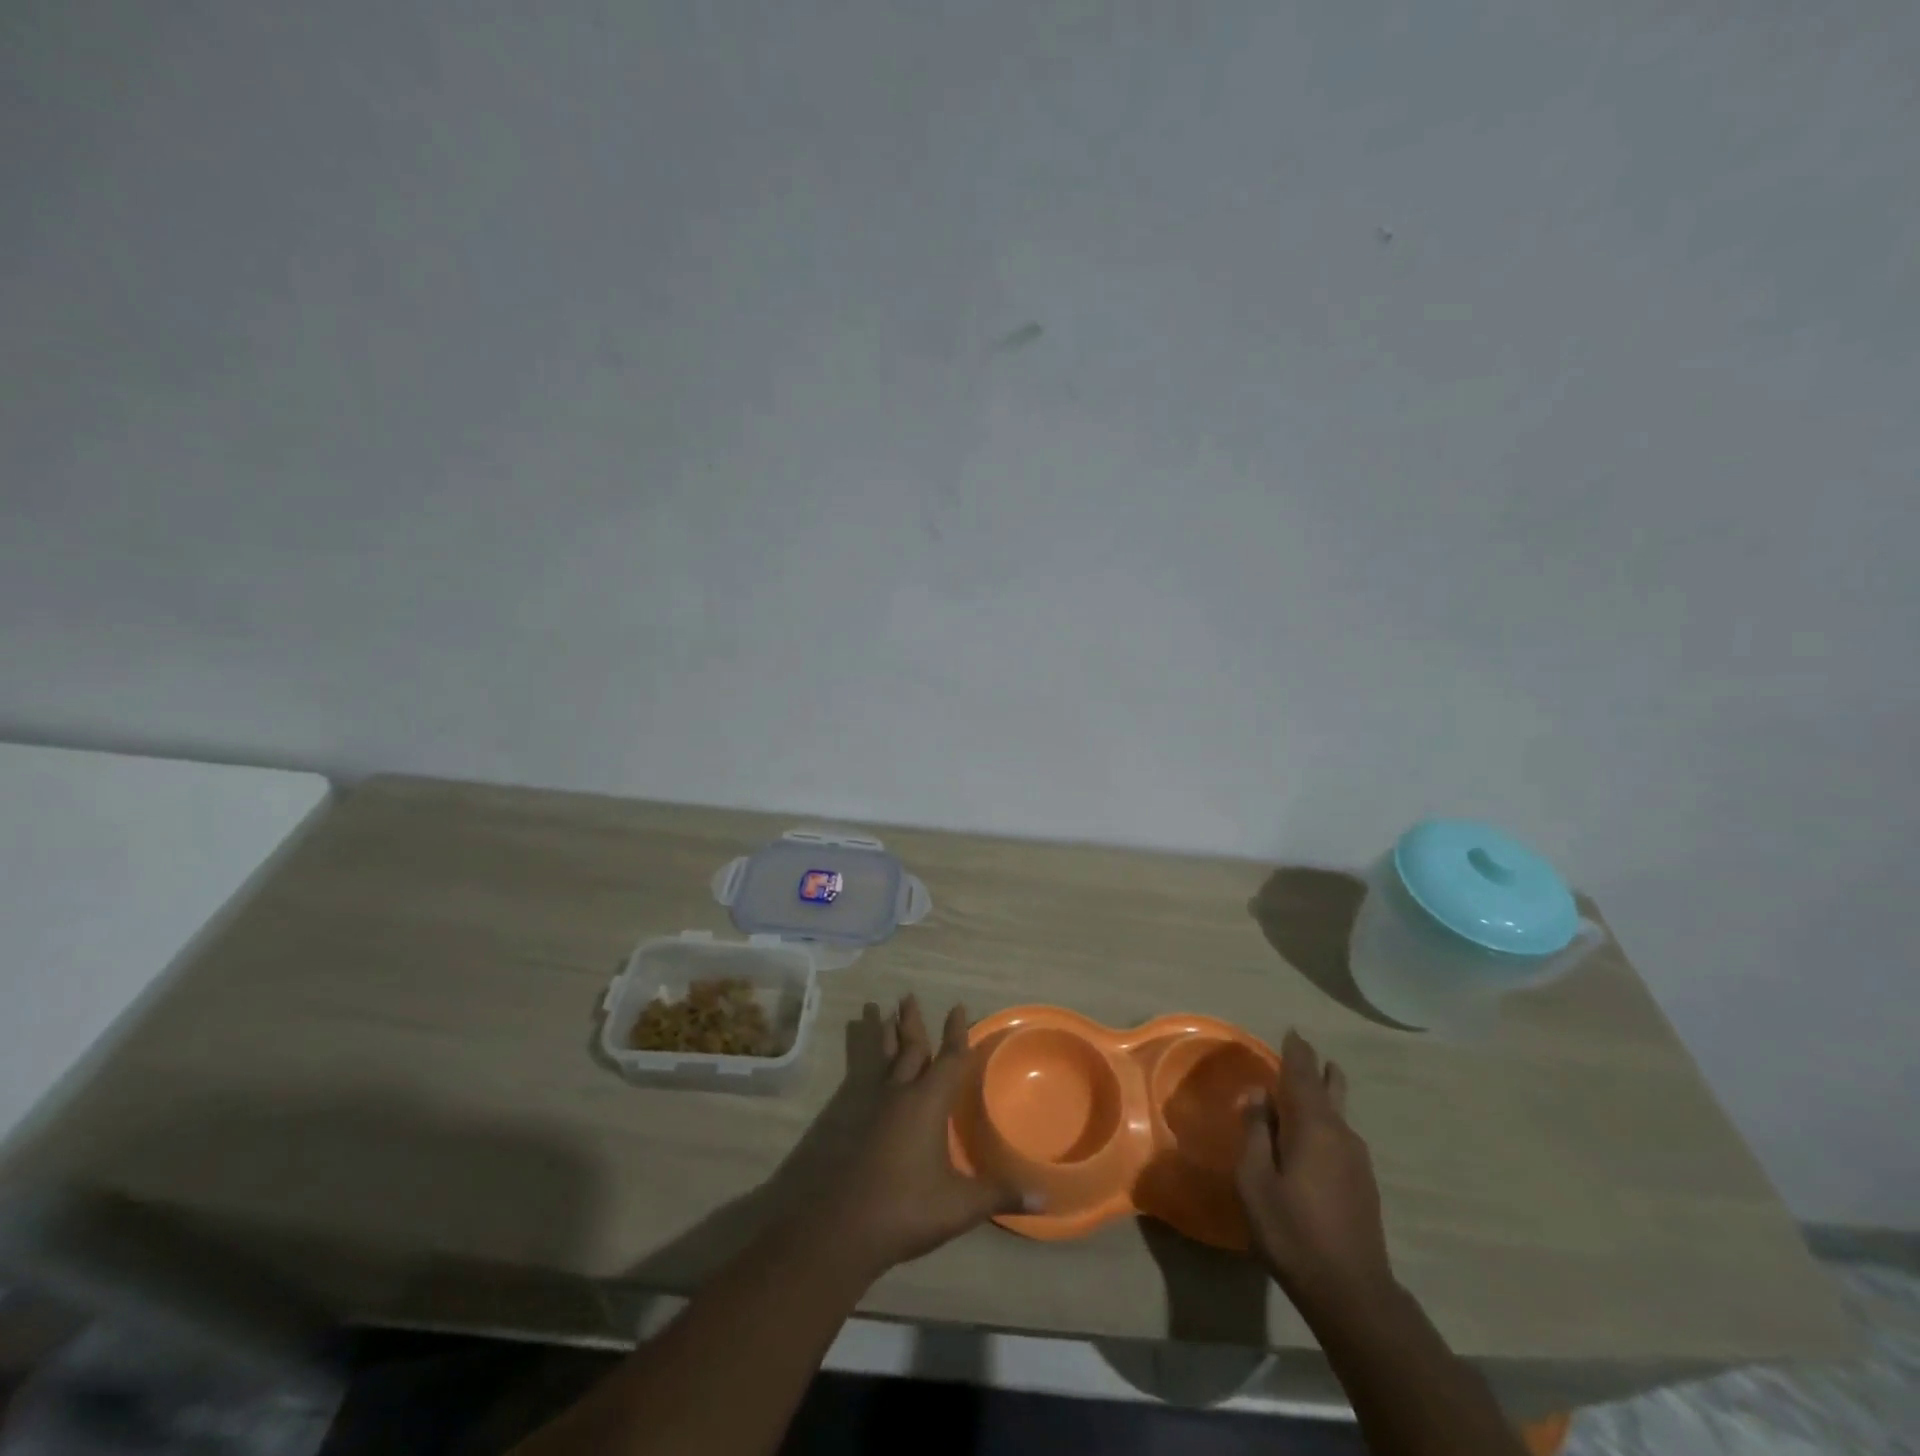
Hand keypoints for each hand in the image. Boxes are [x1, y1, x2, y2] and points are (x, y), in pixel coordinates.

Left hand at [811, 997, 1025, 1277]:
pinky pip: (866, 1081)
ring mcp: (874, 1109)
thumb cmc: (908, 1208)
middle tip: (907, 996)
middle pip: (908, 1049)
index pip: (948, 1059)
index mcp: (927, 1103)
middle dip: (911, 1023)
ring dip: (885, 1037)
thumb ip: (1000, 1194)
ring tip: (880, 1013)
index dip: (955, 1034)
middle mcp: (900, 1095)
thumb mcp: (961, 1205)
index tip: (957, 1007)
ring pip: (882, 1061)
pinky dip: (869, 1066)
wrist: (845, 1229)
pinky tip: (869, 1071)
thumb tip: (1045, 1200)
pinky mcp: (856, 1127)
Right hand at [1236, 1030, 1393, 1307]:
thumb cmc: (1293, 1231)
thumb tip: (1258, 1095)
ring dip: (1322, 1098)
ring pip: (1338, 1115)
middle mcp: (1341, 1134)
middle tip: (1305, 1054)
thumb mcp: (1255, 1180)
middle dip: (1318, 1070)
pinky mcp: (1363, 1185)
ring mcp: (1357, 1161)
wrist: (1352, 1293)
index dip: (1296, 1052)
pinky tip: (1312, 1139)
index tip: (1292, 1032)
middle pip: (1331, 1090)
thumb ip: (1255, 1131)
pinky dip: (1324, 1124)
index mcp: (1314, 1126)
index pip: (1303, 1075)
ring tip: (1306, 1091)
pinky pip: (1340, 1137)